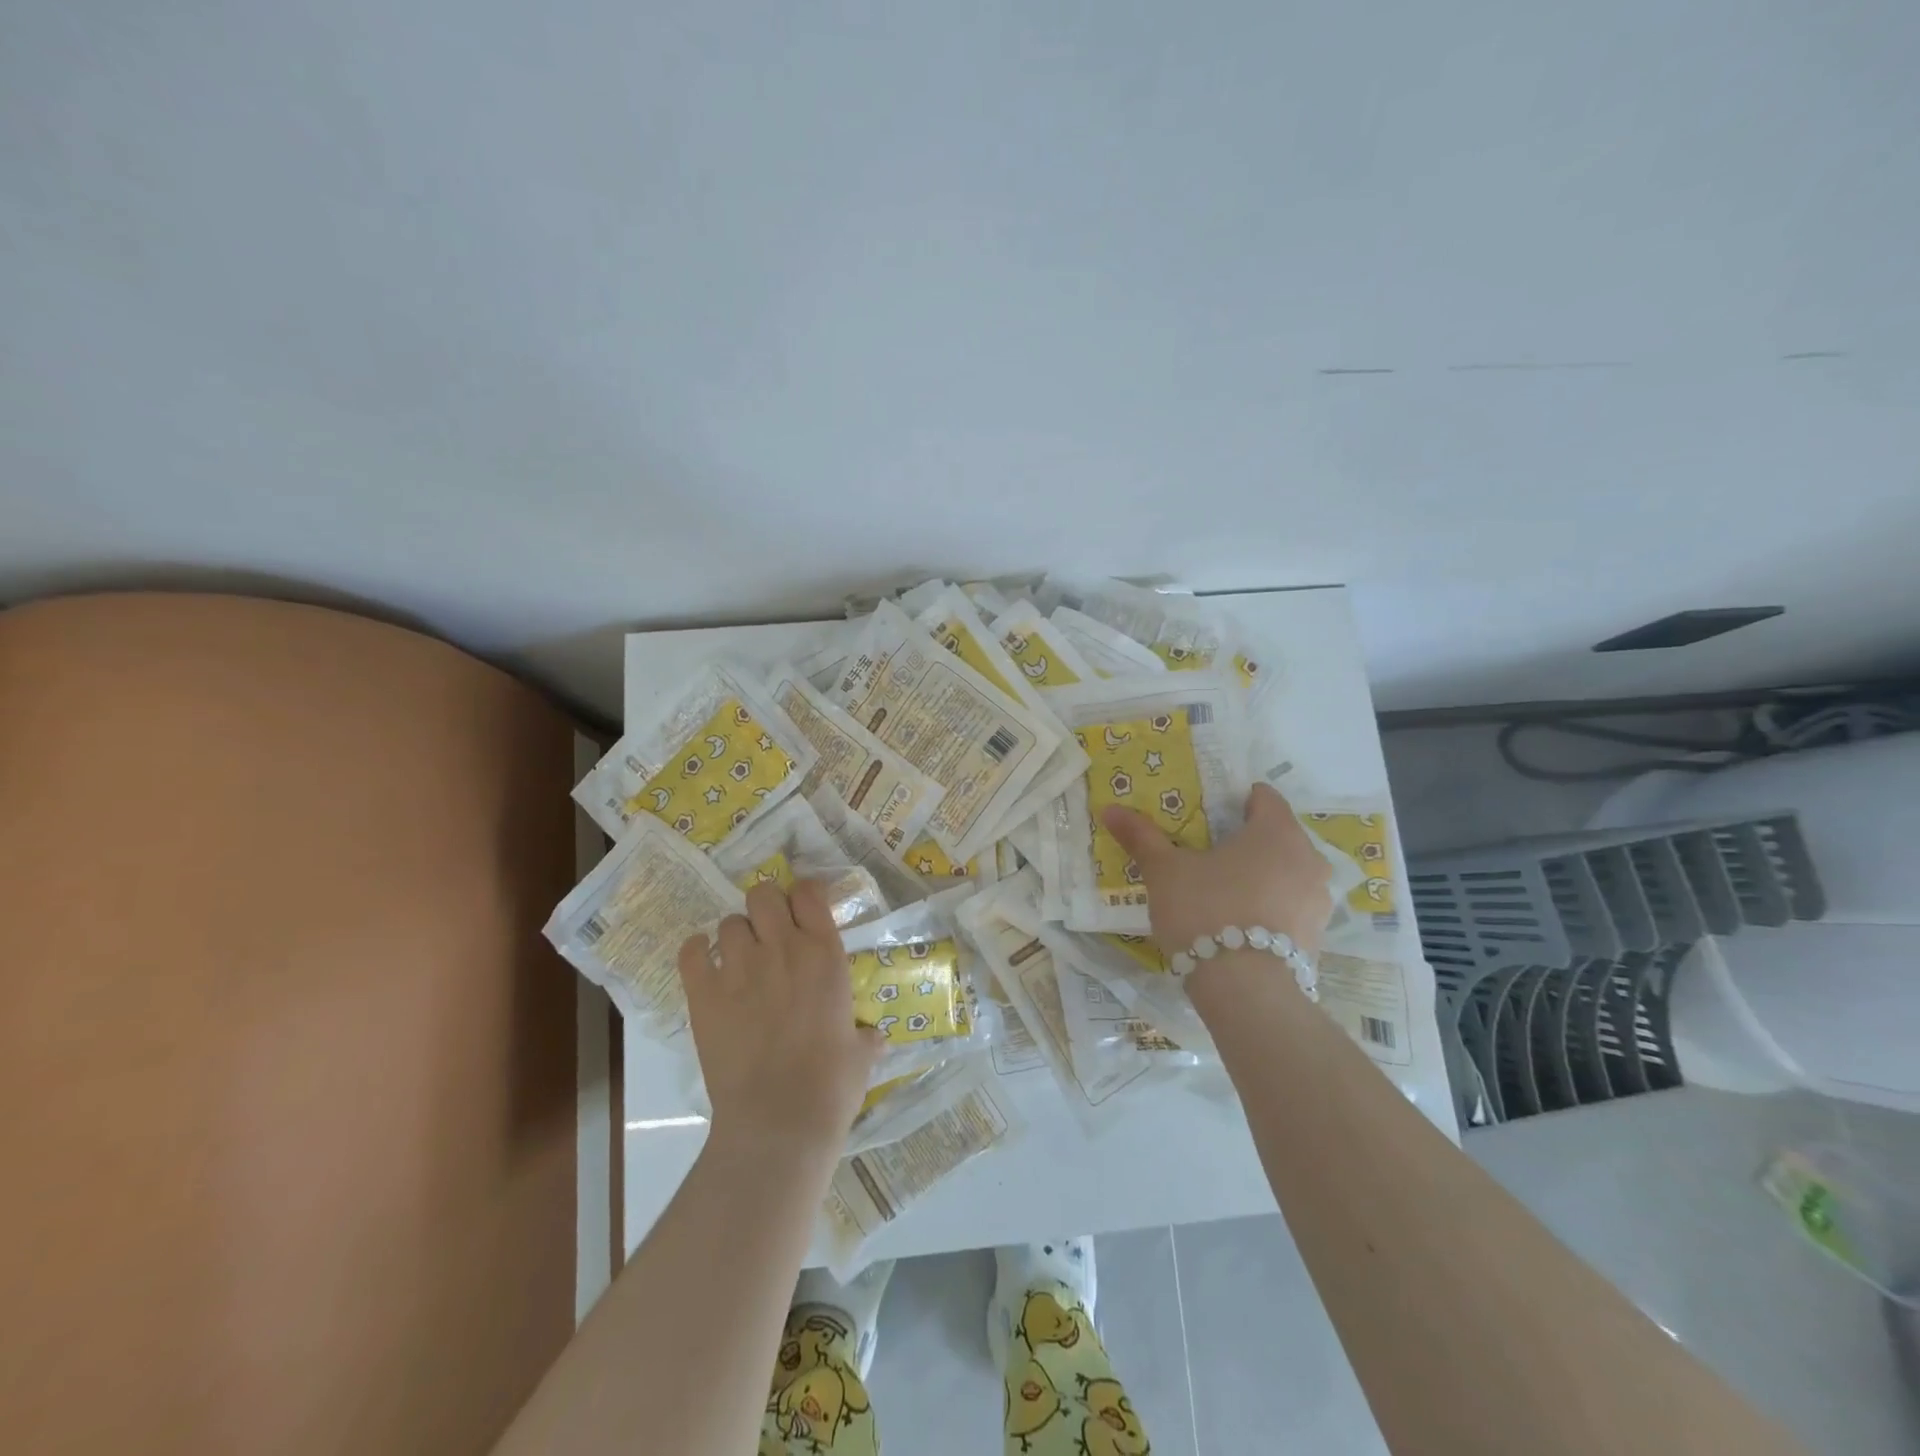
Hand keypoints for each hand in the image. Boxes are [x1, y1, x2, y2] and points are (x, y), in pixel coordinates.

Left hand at [677, 880, 881, 1154]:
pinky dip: (696, 951)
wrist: (779, 1120)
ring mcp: (739, 968)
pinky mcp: (704, 994)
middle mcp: (782, 948)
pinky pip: (691, 952)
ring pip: (728, 923)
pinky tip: (703, 963)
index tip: (804, 910)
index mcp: (824, 953)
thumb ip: (865, 1036)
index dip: (804, 895)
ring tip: (738, 959)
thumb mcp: (861, 1053)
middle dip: (765, 907)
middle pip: (763, 894)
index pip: (809, 893)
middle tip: (769, 933)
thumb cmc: (832, 1084)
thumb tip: (874, 1037)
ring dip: (735, 936)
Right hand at [1102, 782, 1333, 959]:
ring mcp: (1318, 899)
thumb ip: (1142, 837)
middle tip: (1205, 854)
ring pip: (1285, 872)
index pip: (1262, 797)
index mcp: (1276, 831)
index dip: (1233, 800)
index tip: (1205, 816)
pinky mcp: (1316, 936)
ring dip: (1260, 875)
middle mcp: (1308, 858)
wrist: (1245, 991)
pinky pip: (1290, 906)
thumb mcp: (1164, 871)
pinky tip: (1237, 923)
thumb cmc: (1205, 911)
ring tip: (1220, 891)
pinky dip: (1268, 907)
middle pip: (1275, 835)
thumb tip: (1110, 809)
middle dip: (1244, 841)